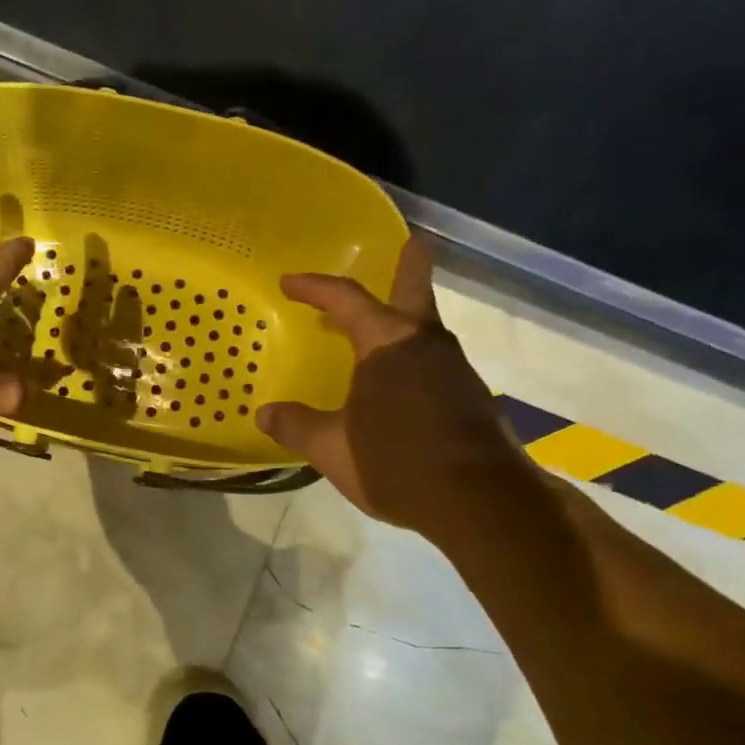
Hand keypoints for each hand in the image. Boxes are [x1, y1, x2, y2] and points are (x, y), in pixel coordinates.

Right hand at [258, 237, 544, 539]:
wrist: (480, 502)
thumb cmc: (397, 462)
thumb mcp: (332, 448)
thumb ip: (296, 426)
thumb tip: (265, 413)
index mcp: (387, 344)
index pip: (346, 300)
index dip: (315, 288)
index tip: (289, 283)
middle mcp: (425, 344)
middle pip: (414, 293)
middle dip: (410, 267)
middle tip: (414, 243)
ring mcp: (454, 370)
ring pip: (426, 330)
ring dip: (406, 320)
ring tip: (382, 329)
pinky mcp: (470, 398)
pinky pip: (435, 363)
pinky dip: (414, 358)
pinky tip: (401, 385)